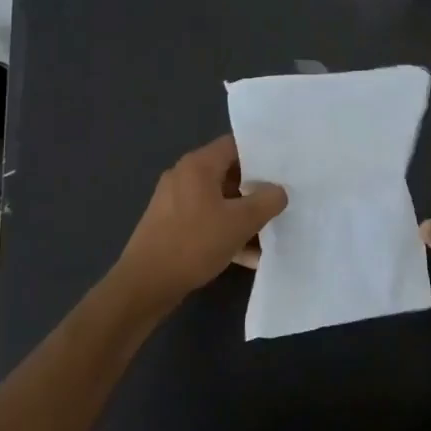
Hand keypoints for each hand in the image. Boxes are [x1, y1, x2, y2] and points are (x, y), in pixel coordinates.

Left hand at [116, 135, 286, 299]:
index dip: (262, 154)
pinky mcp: (171, 226)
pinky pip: (207, 221)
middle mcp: (184, 177)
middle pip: (229, 174)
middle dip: (257, 190)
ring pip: (220, 201)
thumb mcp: (241, 222)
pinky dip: (227, 232)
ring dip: (244, 216)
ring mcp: (175, 203)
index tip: (284, 168)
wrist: (146, 284)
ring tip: (271, 233)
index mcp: (198, 166)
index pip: (235, 145)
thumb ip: (267, 201)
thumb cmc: (194, 243)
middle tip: (283, 200)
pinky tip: (249, 256)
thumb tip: (278, 191)